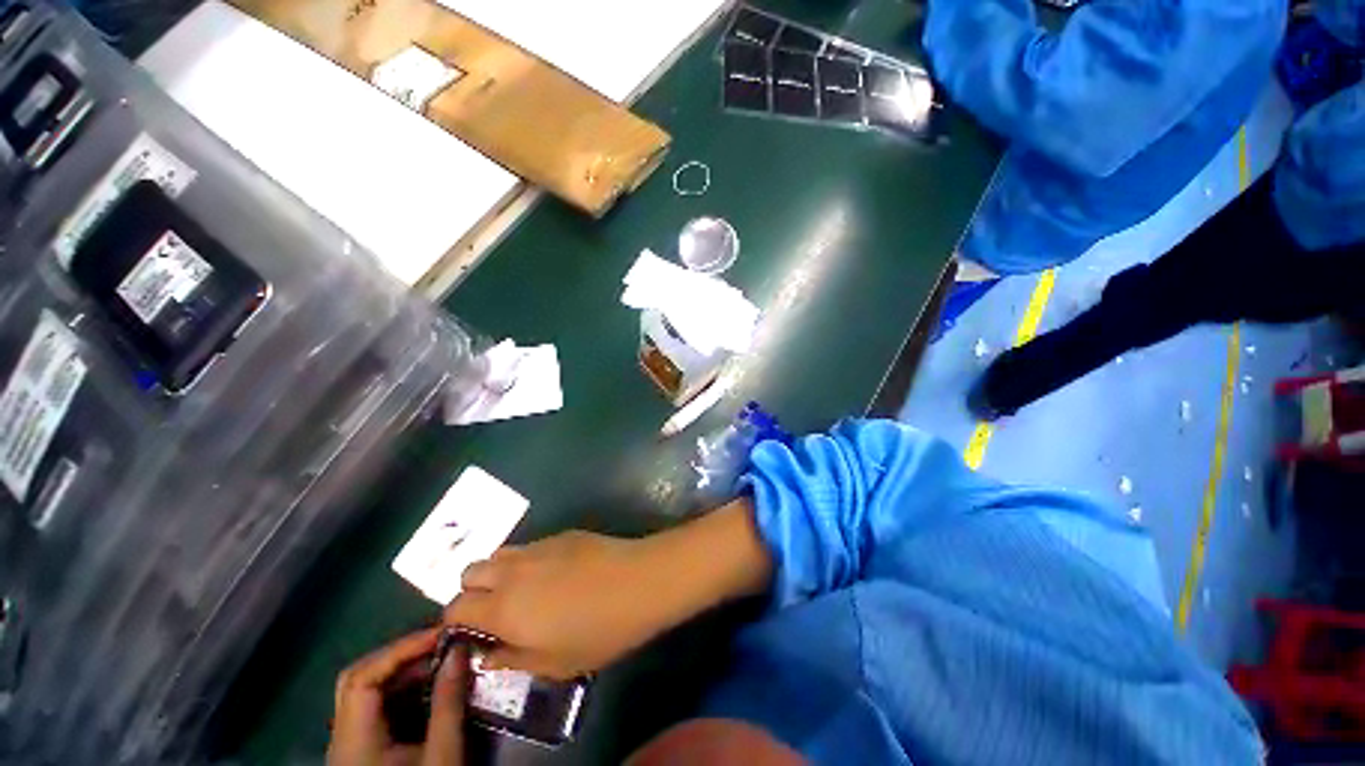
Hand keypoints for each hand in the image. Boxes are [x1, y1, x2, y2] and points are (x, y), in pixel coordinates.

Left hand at [327, 629, 467, 765]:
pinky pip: (375, 706)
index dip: (398, 650)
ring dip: (403, 671)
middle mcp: (342, 737)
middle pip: (357, 679)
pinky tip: (429, 688)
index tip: (439, 635)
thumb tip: (459, 650)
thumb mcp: (442, 755)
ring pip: (365, 691)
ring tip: (440, 661)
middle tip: (439, 644)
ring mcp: (349, 743)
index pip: (361, 679)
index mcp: (354, 741)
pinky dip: (402, 689)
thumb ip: (448, 703)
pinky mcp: (361, 749)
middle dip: (399, 656)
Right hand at [445, 503, 771, 680]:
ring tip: (524, 590)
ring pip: (500, 553)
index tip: (473, 633)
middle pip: (470, 571)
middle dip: (473, 591)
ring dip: (499, 572)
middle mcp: (513, 570)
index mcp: (503, 606)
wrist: (638, 582)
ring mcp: (539, 546)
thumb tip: (486, 653)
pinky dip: (527, 560)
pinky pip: (530, 545)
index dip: (457, 621)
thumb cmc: (598, 631)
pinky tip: (555, 574)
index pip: (455, 607)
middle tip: (497, 610)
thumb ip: (512, 658)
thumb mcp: (553, 663)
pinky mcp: (562, 534)